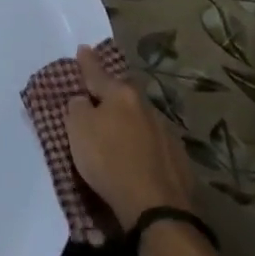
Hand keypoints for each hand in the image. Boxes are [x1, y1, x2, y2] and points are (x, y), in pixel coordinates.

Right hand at [66, 44, 196, 226]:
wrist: (156, 207)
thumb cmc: (109, 161)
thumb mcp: (78, 130)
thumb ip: (77, 108)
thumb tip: (83, 100)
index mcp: (121, 95)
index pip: (98, 73)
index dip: (87, 62)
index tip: (83, 49)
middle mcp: (145, 107)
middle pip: (123, 94)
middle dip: (111, 93)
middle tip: (98, 94)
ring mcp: (165, 132)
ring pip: (140, 118)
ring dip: (127, 120)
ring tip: (116, 129)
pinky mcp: (177, 158)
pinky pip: (152, 142)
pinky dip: (141, 144)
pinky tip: (136, 155)